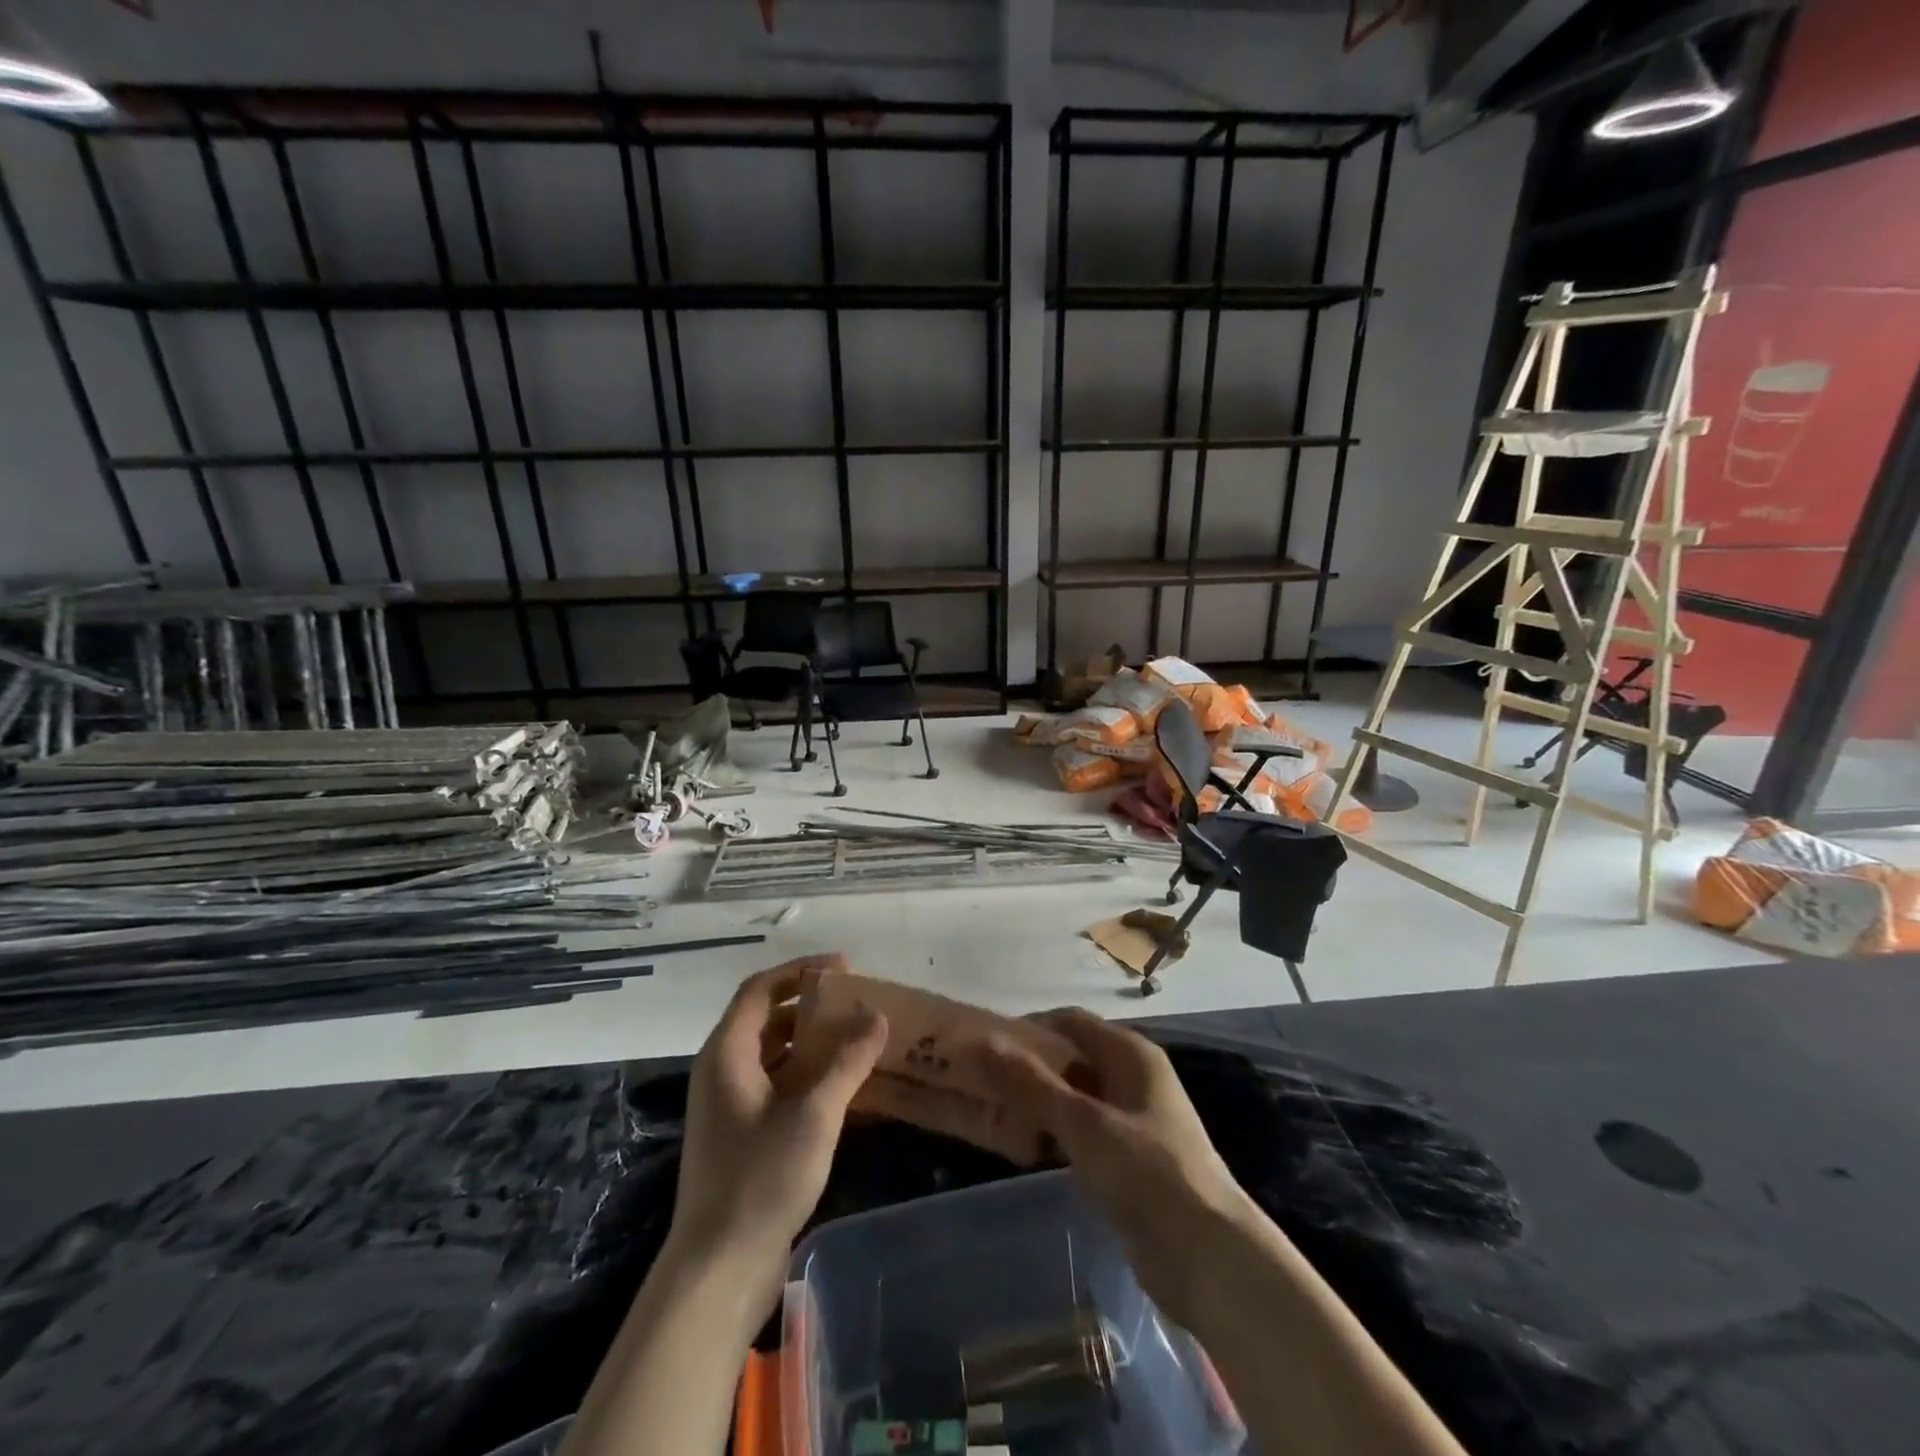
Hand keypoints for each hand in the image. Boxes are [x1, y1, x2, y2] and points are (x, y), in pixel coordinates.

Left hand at [669, 955, 887, 1282]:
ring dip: (813, 1040)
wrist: (718, 1272)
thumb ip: (847, 1062)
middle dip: (812, 1005)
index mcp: (726, 1054)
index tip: (845, 968)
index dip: (801, 971)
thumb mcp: (813, 1116)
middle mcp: (723, 1070)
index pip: (761, 989)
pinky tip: (845, 1084)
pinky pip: (779, 1084)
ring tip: (858, 1037)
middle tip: (857, 1002)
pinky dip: (809, 1074)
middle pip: (767, 1018)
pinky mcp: (743, 1134)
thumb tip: (877, 1016)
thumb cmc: (760, 1181)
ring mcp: (731, 1105)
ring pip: (775, 1053)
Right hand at [985, 1008, 1258, 1328]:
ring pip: (1078, 1096)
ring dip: (1042, 1100)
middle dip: (1032, 1065)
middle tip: (982, 1080)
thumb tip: (984, 1043)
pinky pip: (1085, 1130)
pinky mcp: (1131, 1159)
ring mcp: (1134, 1120)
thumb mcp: (1084, 1123)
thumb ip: (1032, 1084)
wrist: (1209, 1259)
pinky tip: (1027, 1144)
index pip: (1071, 1022)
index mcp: (1131, 1053)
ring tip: (995, 1110)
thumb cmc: (1148, 1174)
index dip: (1030, 1027)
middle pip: (1074, 1057)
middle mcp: (1134, 1077)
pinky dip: (1058, 1131)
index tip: (985, 1044)